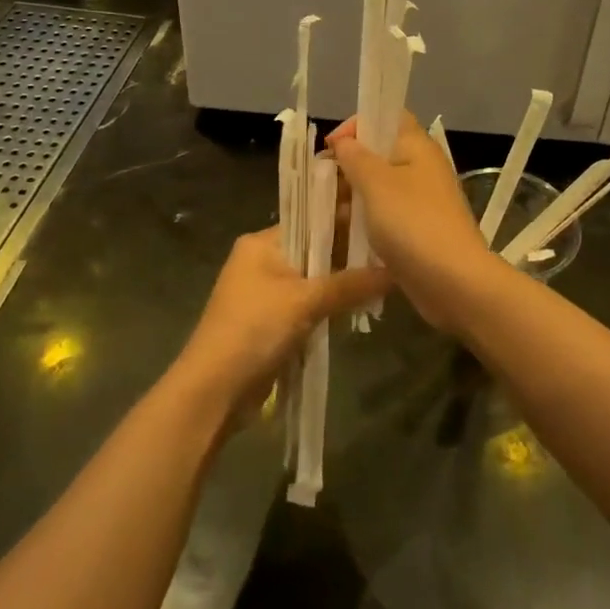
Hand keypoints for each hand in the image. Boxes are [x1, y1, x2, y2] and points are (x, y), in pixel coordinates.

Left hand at [173, 226, 386, 420]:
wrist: (214, 390)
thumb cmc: (254, 329)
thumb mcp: (305, 301)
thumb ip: (350, 284)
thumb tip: (395, 271)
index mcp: (262, 243)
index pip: (310, 219)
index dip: (344, 219)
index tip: (381, 218)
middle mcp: (263, 260)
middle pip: (314, 249)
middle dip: (348, 254)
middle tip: (391, 251)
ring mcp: (266, 292)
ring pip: (314, 279)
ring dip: (343, 283)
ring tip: (386, 277)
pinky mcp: (272, 321)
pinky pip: (309, 304)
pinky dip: (331, 306)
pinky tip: (362, 306)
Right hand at [327, 113, 501, 331]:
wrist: (454, 282)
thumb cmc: (412, 223)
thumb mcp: (375, 183)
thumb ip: (355, 157)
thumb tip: (343, 141)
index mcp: (418, 146)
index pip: (387, 115)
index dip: (358, 123)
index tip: (332, 147)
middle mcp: (422, 168)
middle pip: (380, 152)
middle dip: (349, 165)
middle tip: (323, 184)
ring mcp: (422, 201)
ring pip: (380, 187)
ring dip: (354, 196)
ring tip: (328, 213)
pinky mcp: (419, 230)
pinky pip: (387, 215)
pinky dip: (366, 220)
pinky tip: (345, 234)